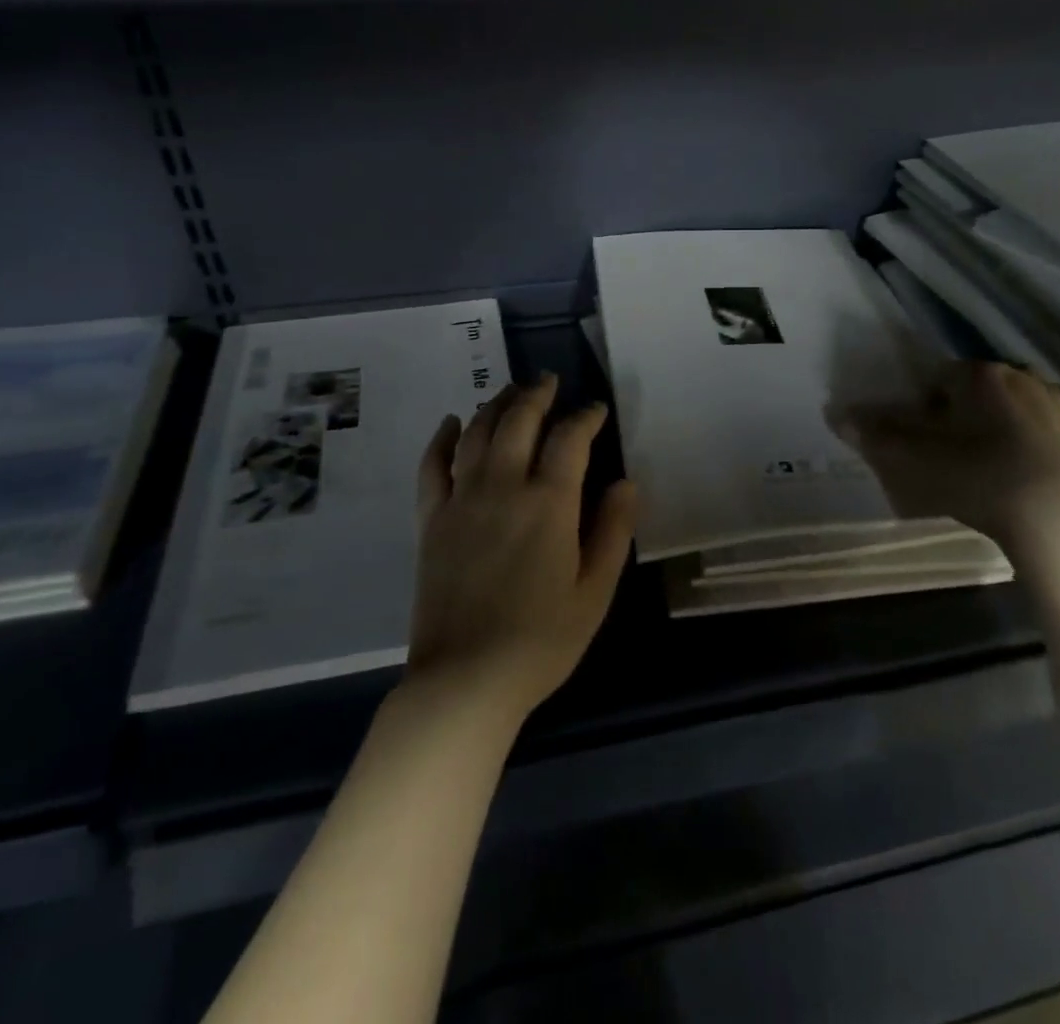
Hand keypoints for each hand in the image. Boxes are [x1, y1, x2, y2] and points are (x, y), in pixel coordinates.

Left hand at [407, 374, 638, 720]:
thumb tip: (627, 482)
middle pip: (519, 421)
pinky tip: (450, 422)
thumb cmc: (542, 640)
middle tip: (548, 381)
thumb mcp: (595, 592)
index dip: (585, 417)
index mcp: (549, 504)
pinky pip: (433, 466)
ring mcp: (462, 500)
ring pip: (477, 433)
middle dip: (536, 395)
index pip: (569, 439)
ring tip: (509, 392)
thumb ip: (612, 531)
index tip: (595, 409)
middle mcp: (503, 487)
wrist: (465, 679)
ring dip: (495, 405)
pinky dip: (442, 439)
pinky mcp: (431, 520)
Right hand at [833, 361, 1059, 555]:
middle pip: (976, 388)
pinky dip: (1028, 440)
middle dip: (961, 412)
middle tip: (951, 452)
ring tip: (986, 463)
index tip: (923, 439)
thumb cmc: (979, 479)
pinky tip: (1021, 472)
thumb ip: (875, 436)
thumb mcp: (915, 461)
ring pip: (1011, 405)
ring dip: (996, 424)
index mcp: (978, 374)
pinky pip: (1043, 427)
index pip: (938, 377)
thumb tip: (835, 414)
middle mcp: (1020, 376)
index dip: (924, 407)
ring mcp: (1057, 403)